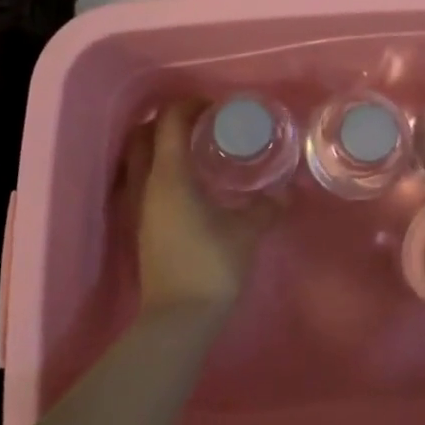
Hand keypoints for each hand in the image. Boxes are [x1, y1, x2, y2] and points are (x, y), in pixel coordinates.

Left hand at [118, 101, 281, 319]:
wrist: (178, 319)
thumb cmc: (212, 265)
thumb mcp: (248, 231)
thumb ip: (267, 206)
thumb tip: (286, 191)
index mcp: (170, 176)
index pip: (170, 122)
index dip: (190, 105)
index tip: (216, 106)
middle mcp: (147, 184)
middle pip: (143, 135)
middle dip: (168, 121)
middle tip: (202, 123)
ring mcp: (139, 206)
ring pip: (138, 159)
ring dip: (160, 145)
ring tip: (195, 149)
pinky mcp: (142, 226)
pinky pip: (143, 181)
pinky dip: (160, 169)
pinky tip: (189, 182)